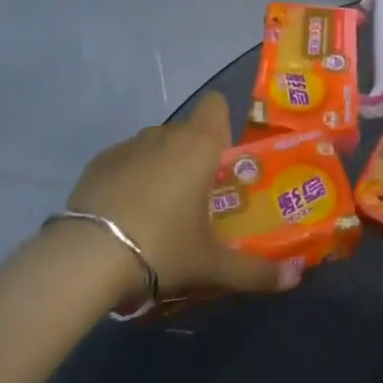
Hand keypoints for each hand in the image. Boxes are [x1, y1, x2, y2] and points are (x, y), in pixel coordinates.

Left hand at [66, 92, 300, 302]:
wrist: (86, 257)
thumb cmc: (162, 246)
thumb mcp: (211, 265)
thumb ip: (256, 271)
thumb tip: (296, 277)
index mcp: (199, 144)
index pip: (215, 105)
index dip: (221, 125)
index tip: (222, 161)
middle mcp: (165, 134)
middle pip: (187, 130)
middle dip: (194, 156)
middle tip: (198, 199)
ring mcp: (128, 146)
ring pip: (155, 145)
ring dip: (162, 166)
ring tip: (159, 211)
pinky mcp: (97, 163)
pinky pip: (125, 161)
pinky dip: (130, 179)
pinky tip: (125, 216)